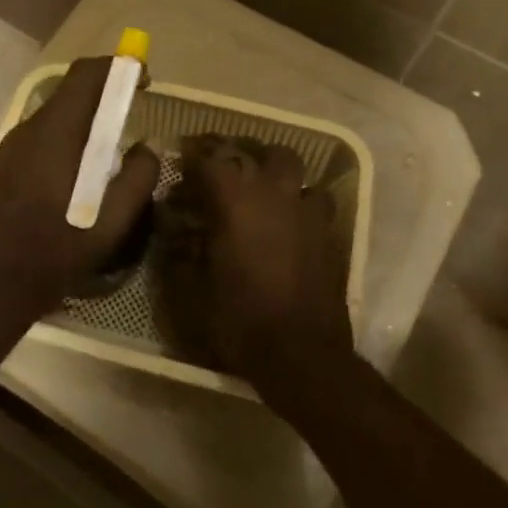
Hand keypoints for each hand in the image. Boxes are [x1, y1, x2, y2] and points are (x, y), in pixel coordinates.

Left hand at [0, 57, 160, 330]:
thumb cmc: (57, 252)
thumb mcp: (112, 221)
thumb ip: (138, 177)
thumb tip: (149, 147)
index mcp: (55, 133)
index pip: (85, 75)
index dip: (118, 68)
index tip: (145, 79)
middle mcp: (30, 128)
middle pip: (71, 89)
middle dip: (106, 88)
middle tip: (136, 105)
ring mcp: (13, 146)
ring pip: (58, 111)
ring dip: (89, 112)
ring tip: (116, 137)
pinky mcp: (8, 164)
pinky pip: (46, 132)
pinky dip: (72, 132)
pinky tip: (86, 164)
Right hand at [167, 137, 353, 409]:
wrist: (301, 355)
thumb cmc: (239, 319)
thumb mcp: (194, 288)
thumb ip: (184, 251)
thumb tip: (178, 232)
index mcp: (235, 202)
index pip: (211, 159)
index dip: (194, 154)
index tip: (184, 155)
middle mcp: (274, 195)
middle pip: (265, 152)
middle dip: (245, 153)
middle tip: (227, 168)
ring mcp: (308, 212)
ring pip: (297, 171)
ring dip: (279, 174)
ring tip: (265, 190)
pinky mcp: (329, 234)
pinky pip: (316, 201)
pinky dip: (300, 203)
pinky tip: (290, 222)